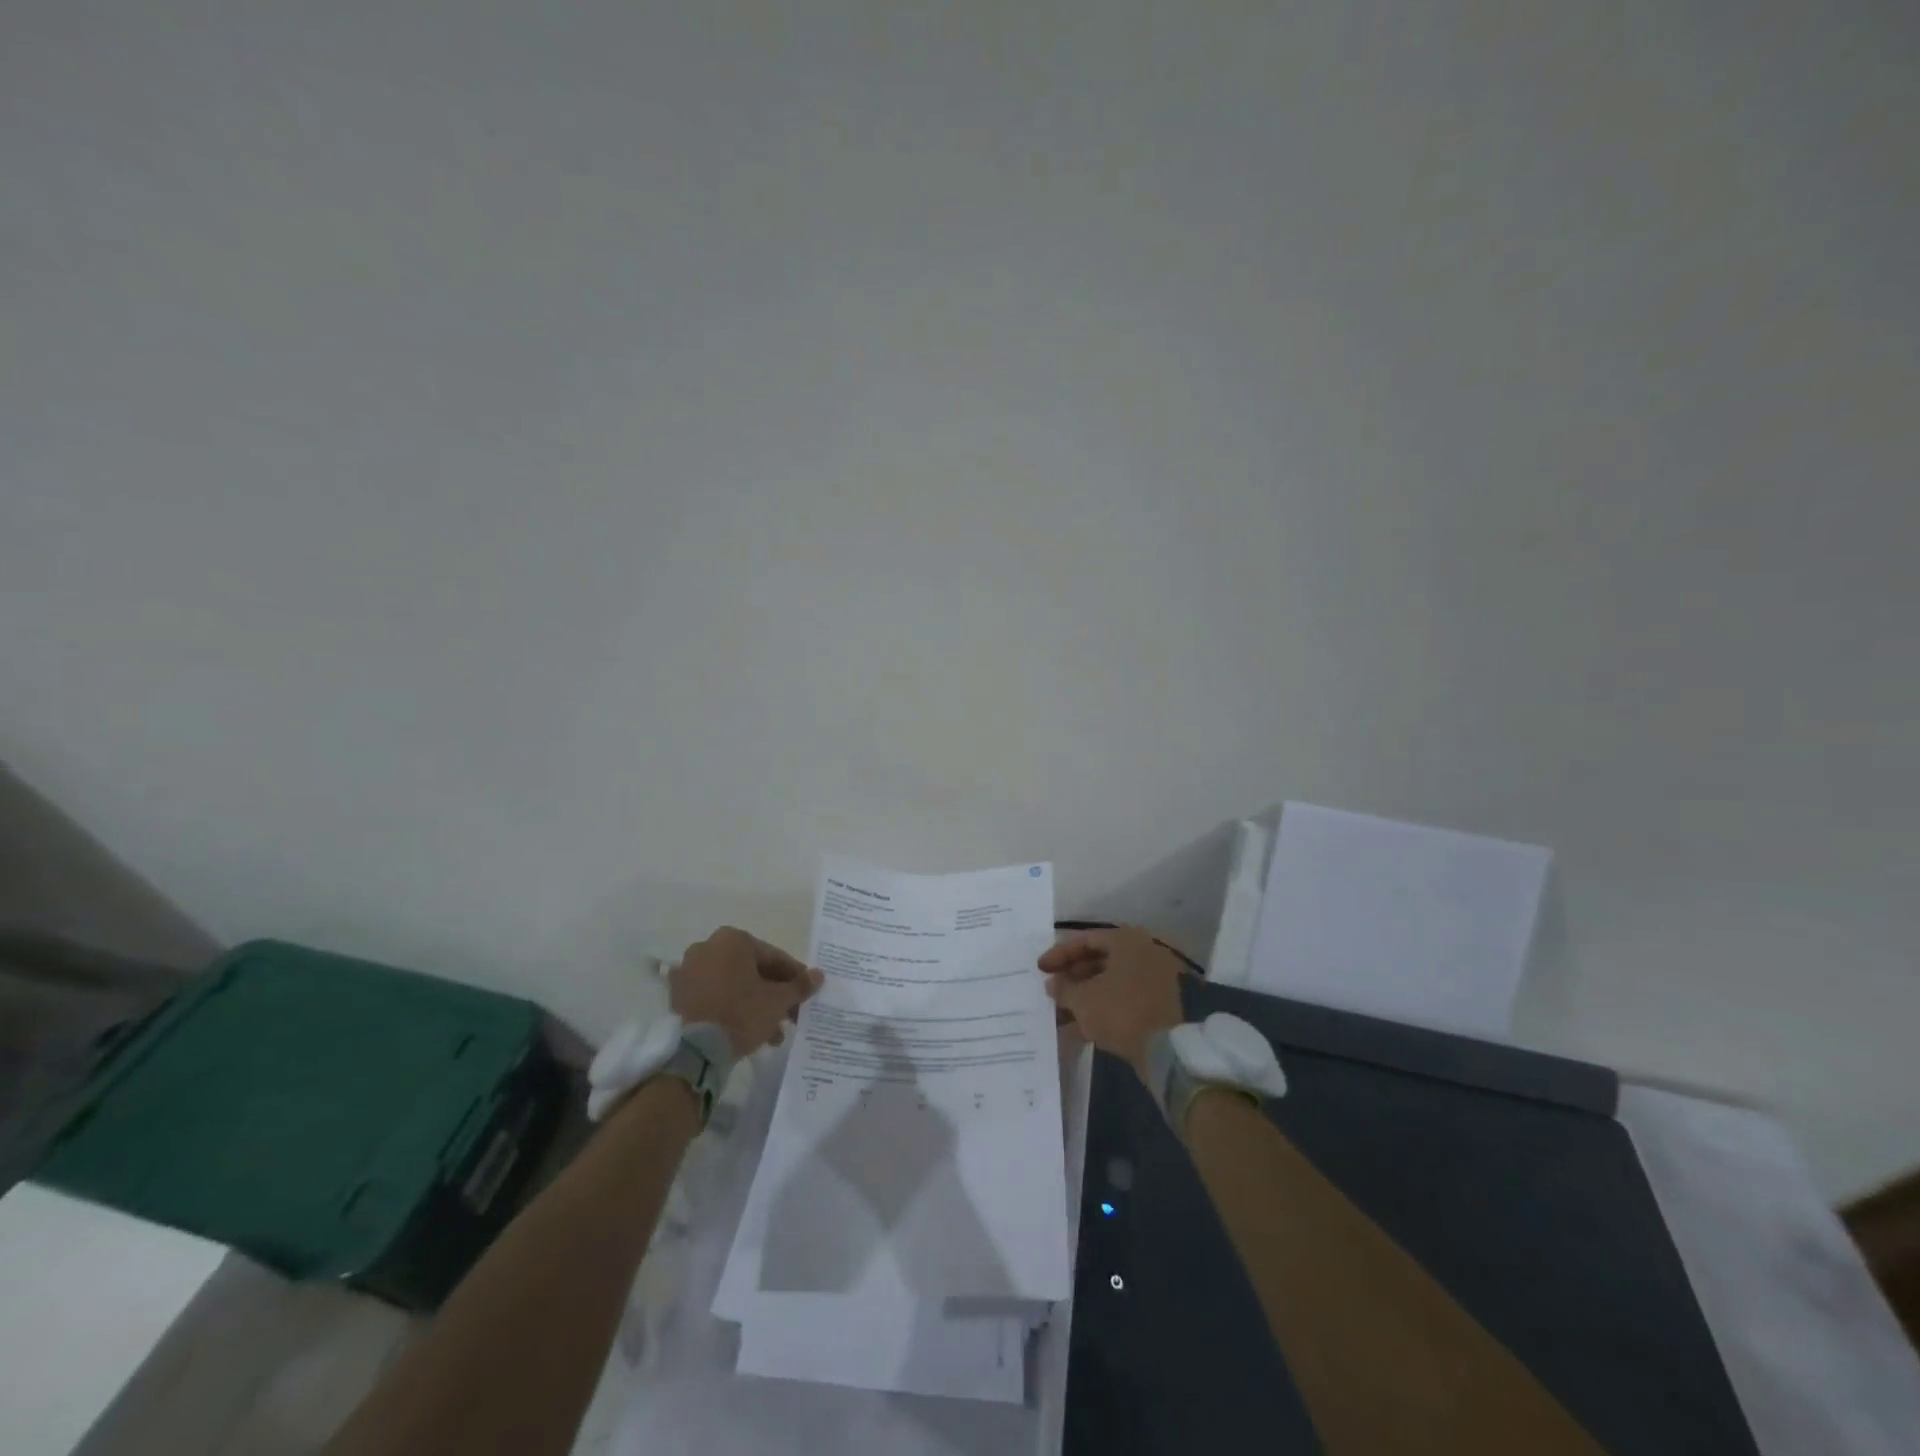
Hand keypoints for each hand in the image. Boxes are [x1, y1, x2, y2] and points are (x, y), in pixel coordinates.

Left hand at [670, 926, 823, 1057]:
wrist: (695, 1050)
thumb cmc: (741, 1013)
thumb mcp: (778, 1001)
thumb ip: (799, 985)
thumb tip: (819, 975)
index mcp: (733, 939)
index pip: (773, 957)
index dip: (794, 977)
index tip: (807, 993)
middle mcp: (708, 947)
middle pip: (752, 970)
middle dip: (773, 994)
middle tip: (791, 1015)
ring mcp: (689, 971)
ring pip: (733, 985)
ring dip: (755, 1004)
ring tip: (773, 1033)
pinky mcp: (678, 995)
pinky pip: (714, 996)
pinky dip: (732, 1008)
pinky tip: (748, 1031)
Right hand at [1038, 926, 1187, 1078]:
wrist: (1170, 1050)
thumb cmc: (1122, 1011)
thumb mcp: (1084, 1000)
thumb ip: (1064, 988)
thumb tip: (1054, 984)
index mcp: (1126, 941)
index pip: (1085, 940)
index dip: (1059, 954)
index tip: (1040, 969)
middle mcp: (1143, 953)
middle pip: (1098, 961)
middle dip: (1072, 978)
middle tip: (1051, 990)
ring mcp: (1153, 980)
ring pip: (1110, 984)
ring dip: (1084, 997)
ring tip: (1059, 1013)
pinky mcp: (1158, 1006)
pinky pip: (1122, 1001)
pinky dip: (1101, 1011)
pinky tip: (1078, 1030)